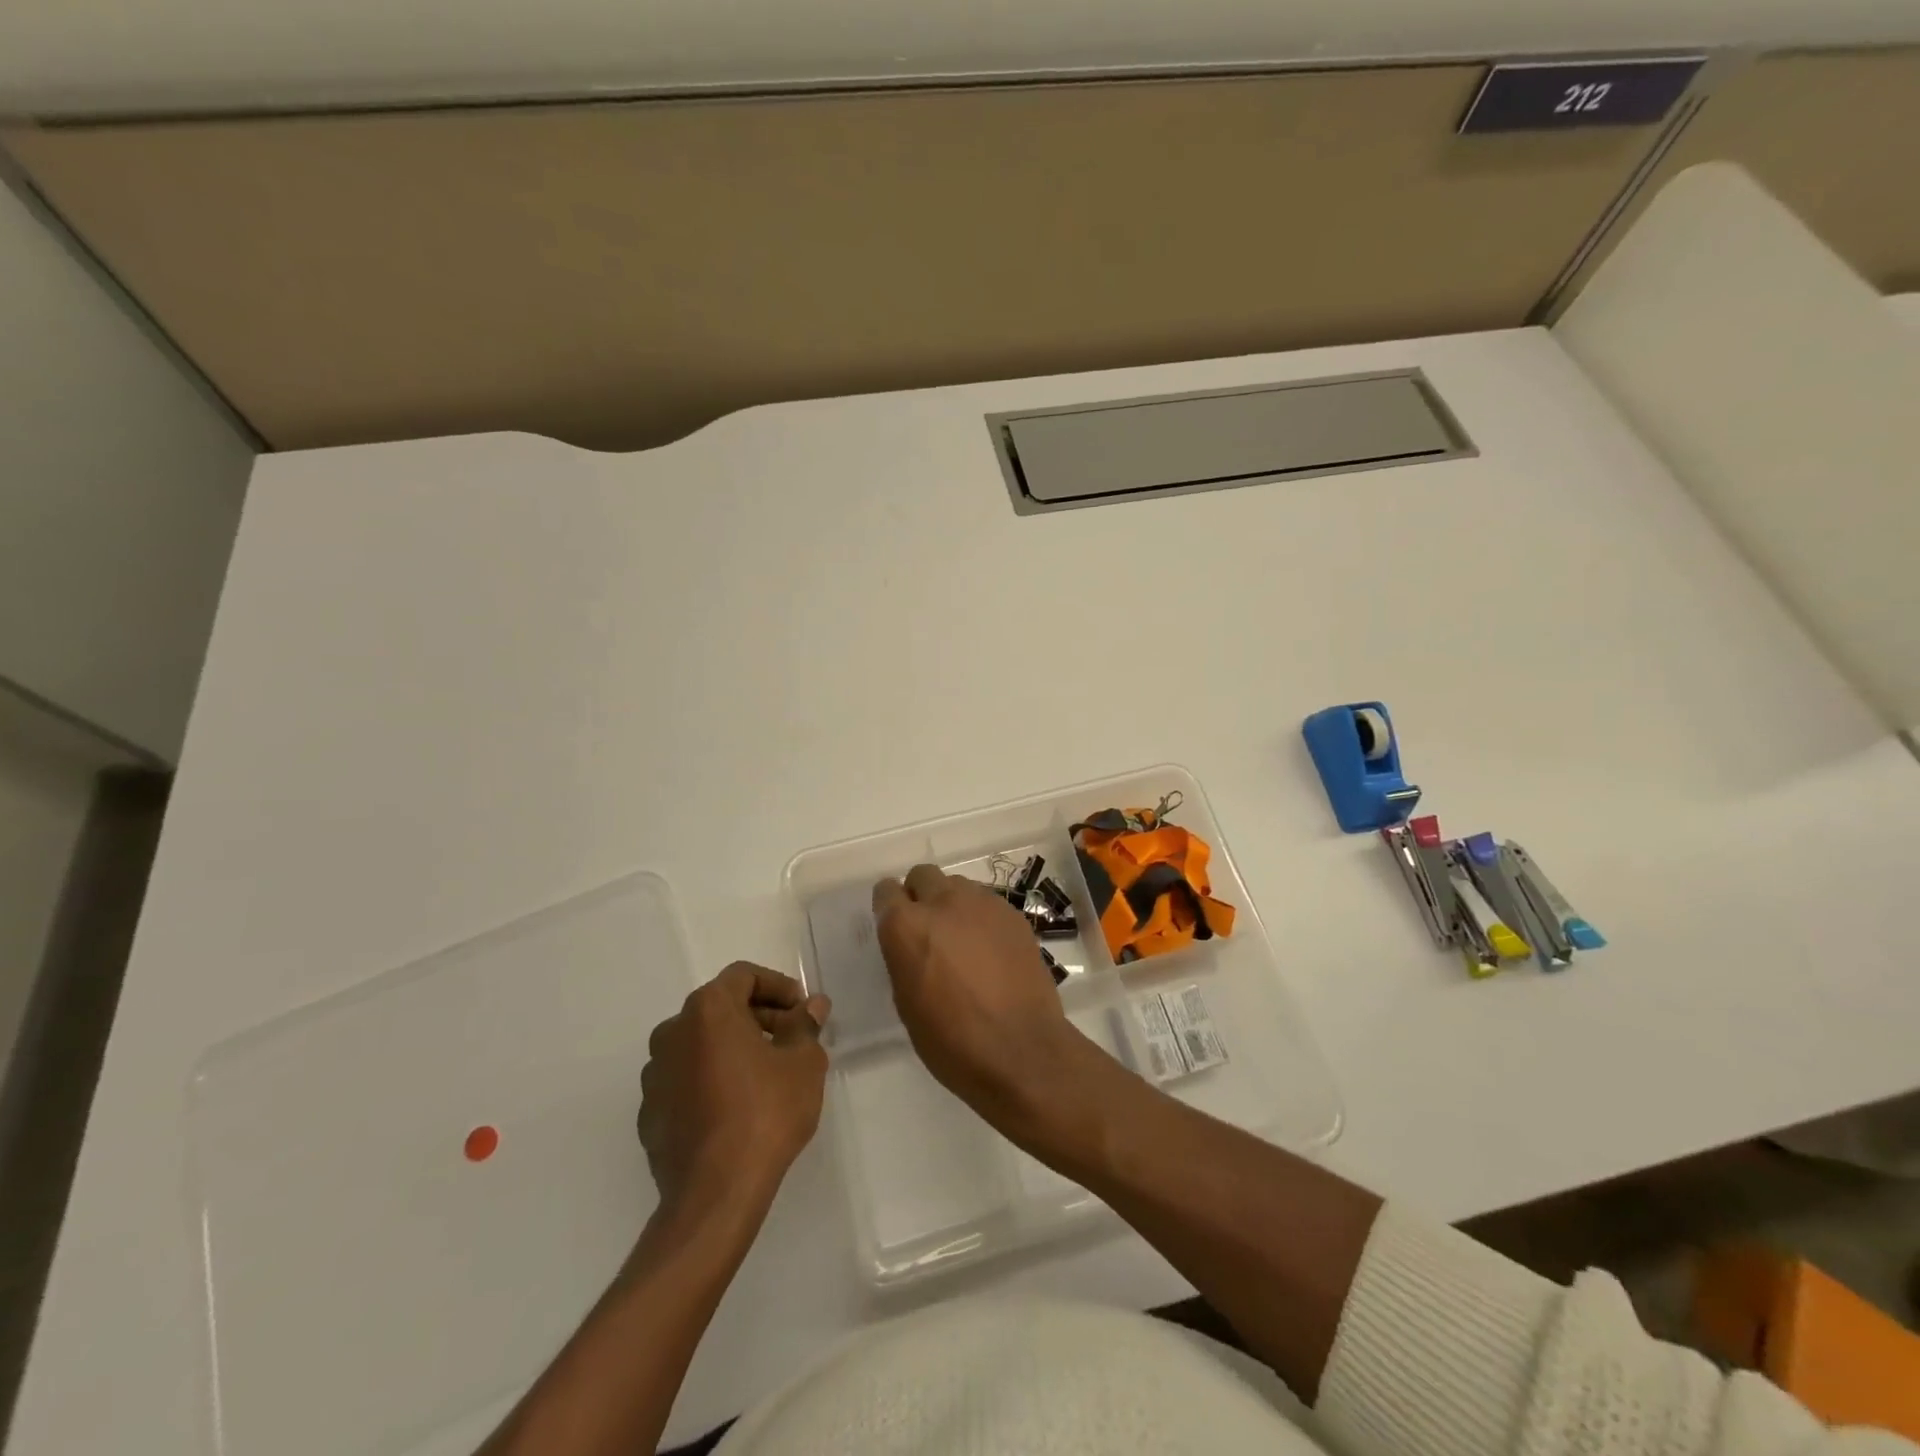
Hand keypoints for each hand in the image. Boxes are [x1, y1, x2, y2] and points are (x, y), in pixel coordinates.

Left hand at [637, 963, 829, 1216]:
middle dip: (759, 1017)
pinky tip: (738, 1107)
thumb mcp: (803, 1063)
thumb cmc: (765, 1113)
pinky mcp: (650, 1112)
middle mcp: (673, 1032)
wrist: (714, 1194)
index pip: (744, 976)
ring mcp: (656, 1075)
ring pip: (701, 1044)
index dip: (778, 986)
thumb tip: (812, 1005)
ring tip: (767, 1075)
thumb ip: (805, 1026)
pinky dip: (712, 1079)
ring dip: (733, 1048)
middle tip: (792, 1040)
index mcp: (708, 1010)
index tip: (803, 1010)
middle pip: (720, 1008)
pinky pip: (686, 1080)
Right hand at [872, 865, 1079, 1114]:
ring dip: (953, 905)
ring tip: (964, 942)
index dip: (889, 908)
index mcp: (907, 926)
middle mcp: (943, 902)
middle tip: (929, 931)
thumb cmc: (952, 1041)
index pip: (886, 891)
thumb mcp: (907, 1003)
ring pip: (958, 885)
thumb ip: (903, 958)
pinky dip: (982, 919)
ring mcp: (983, 904)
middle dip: (921, 896)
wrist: (1022, 1050)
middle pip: (923, 875)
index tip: (895, 927)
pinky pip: (988, 903)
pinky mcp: (1014, 914)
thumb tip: (911, 944)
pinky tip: (992, 952)